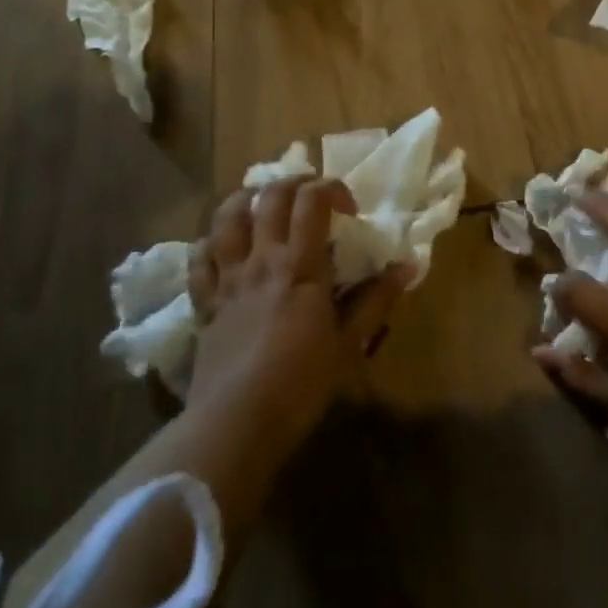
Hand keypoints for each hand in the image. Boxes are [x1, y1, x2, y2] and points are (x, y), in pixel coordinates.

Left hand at [185, 177, 407, 460]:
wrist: (236, 424)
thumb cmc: (301, 384)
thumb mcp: (349, 345)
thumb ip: (376, 300)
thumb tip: (408, 266)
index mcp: (300, 265)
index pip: (312, 200)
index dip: (331, 188)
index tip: (348, 210)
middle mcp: (261, 260)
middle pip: (269, 197)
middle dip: (293, 183)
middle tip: (310, 196)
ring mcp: (228, 279)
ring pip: (227, 218)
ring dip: (245, 200)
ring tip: (261, 204)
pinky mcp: (204, 304)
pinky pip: (199, 260)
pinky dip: (210, 244)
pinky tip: (222, 248)